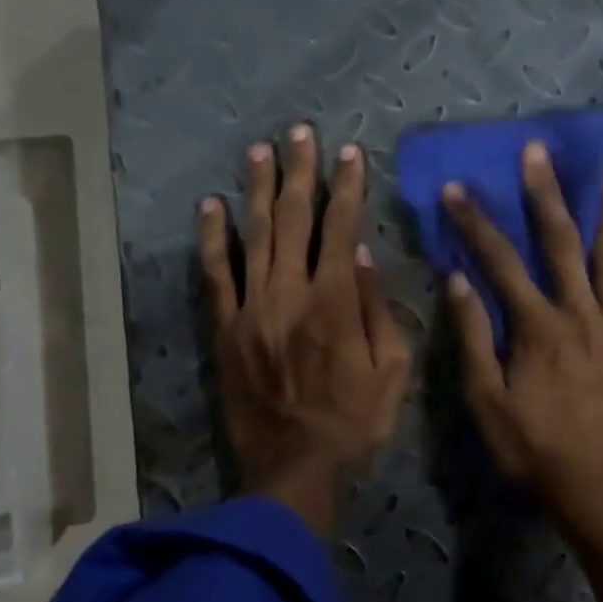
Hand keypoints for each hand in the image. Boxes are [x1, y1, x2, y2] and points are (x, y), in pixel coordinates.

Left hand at [198, 126, 410, 536]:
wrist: (295, 469)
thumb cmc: (355, 424)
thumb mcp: (392, 373)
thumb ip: (378, 311)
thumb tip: (363, 256)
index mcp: (336, 305)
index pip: (341, 229)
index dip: (347, 188)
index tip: (350, 154)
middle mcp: (290, 295)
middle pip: (293, 220)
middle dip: (300, 173)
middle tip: (301, 132)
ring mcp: (251, 310)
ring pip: (253, 236)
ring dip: (257, 190)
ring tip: (261, 150)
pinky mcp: (225, 330)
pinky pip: (215, 275)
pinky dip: (212, 238)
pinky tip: (210, 206)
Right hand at [440, 140, 602, 530]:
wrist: (601, 490)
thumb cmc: (536, 451)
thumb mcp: (487, 402)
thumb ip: (474, 339)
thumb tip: (458, 281)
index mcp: (538, 328)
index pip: (500, 263)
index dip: (476, 224)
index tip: (456, 190)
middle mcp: (581, 316)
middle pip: (562, 245)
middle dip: (546, 196)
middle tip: (538, 152)